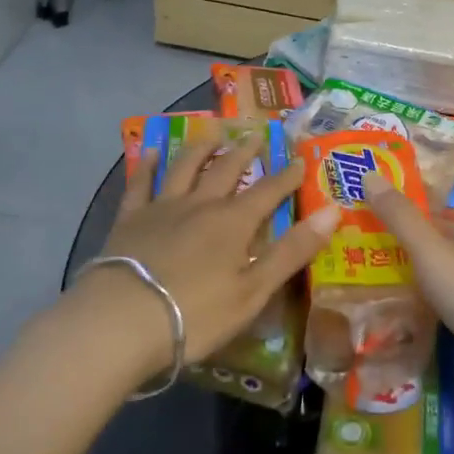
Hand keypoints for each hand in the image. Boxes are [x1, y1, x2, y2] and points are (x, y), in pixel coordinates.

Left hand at [92, 130, 339, 374]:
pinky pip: (140, 184)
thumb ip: (292, 251)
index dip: (287, 177)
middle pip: (227, 170)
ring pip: (185, 167)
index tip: (301, 160)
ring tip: (212, 132)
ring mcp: (162, 208)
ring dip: (201, 148)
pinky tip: (150, 152)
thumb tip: (332, 211)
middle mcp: (200, 205)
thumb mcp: (254, 290)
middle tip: (256, 133)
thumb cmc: (195, 314)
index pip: (269, 192)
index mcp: (234, 223)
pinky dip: (147, 166)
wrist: (121, 322)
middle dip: (245, 151)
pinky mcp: (129, 220)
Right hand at [367, 181, 453, 422]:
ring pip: (424, 282)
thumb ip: (400, 218)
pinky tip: (382, 321)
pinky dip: (409, 312)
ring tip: (348, 287)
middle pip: (420, 249)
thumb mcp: (432, 252)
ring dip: (394, 283)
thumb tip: (369, 173)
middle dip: (384, 250)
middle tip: (337, 255)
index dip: (386, 212)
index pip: (418, 215)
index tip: (346, 217)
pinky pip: (431, 312)